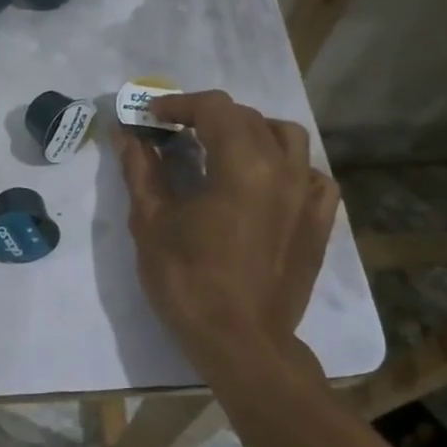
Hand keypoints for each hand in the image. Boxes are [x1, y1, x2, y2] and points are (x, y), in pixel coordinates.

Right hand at [113, 91, 338, 379]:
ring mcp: (308, 195)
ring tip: (223, 148)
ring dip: (251, 131)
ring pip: (287, 137)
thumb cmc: (188, 282)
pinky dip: (288, 166)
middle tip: (174, 132)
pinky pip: (312, 175)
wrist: (240, 342)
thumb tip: (127, 133)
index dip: (178, 104)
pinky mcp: (319, 221)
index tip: (151, 116)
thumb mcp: (152, 222)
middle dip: (207, 116)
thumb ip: (141, 169)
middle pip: (247, 118)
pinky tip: (266, 182)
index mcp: (242, 165)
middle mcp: (283, 169)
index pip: (213, 108)